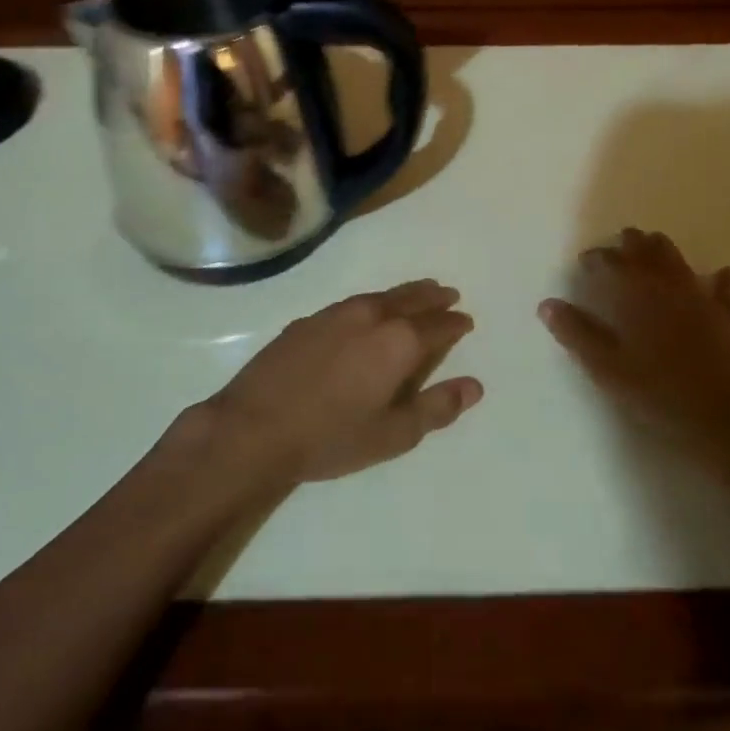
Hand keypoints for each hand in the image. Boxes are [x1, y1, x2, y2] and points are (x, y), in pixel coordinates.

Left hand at [206, 280, 481, 483]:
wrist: (255, 428)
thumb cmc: (332, 437)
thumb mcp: (393, 434)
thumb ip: (436, 407)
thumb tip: (474, 386)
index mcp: (398, 342)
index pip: (438, 326)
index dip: (455, 324)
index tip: (466, 321)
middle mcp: (371, 316)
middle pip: (411, 299)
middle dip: (433, 297)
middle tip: (448, 295)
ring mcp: (336, 314)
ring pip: (381, 295)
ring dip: (404, 294)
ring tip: (418, 293)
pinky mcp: (308, 320)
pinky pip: (353, 302)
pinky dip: (373, 302)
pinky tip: (367, 312)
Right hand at [540, 229, 729, 451]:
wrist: (723, 416)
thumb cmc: (657, 391)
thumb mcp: (606, 367)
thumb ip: (576, 333)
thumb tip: (547, 304)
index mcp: (636, 293)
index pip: (611, 261)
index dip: (596, 258)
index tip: (585, 262)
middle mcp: (667, 284)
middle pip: (647, 249)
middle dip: (630, 244)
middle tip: (618, 248)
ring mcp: (701, 297)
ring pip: (679, 260)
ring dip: (662, 251)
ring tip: (652, 250)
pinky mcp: (727, 315)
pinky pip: (723, 288)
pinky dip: (717, 279)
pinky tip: (719, 275)